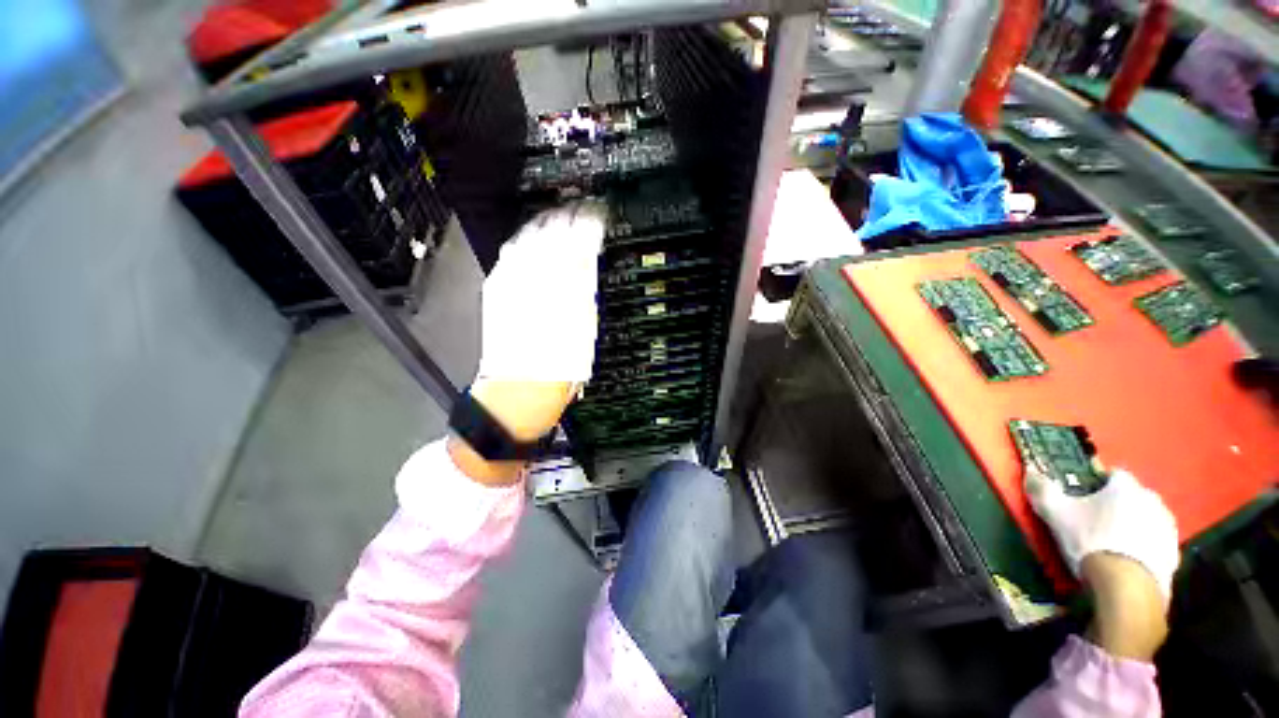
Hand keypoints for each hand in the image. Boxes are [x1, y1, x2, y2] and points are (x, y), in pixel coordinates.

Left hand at [450, 204, 604, 485]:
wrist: (513, 398)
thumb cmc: (555, 377)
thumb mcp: (582, 340)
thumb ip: (584, 300)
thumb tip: (587, 265)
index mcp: (561, 298)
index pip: (575, 251)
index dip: (587, 229)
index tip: (598, 216)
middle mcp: (533, 288)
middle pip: (550, 241)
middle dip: (568, 220)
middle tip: (582, 209)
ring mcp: (509, 289)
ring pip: (527, 244)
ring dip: (544, 225)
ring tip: (559, 214)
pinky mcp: (495, 296)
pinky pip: (507, 259)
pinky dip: (522, 241)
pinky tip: (530, 235)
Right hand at [1026, 468, 1179, 661]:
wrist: (1127, 587)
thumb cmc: (1091, 541)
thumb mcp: (1056, 514)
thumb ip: (1043, 489)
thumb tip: (1031, 472)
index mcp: (1126, 487)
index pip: (1113, 474)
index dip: (1097, 483)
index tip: (1082, 497)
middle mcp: (1153, 500)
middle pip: (1133, 497)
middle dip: (1118, 505)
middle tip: (1096, 521)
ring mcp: (1167, 528)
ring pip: (1146, 520)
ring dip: (1133, 526)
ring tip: (1112, 543)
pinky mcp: (1173, 554)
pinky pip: (1155, 544)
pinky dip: (1143, 548)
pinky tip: (1127, 561)